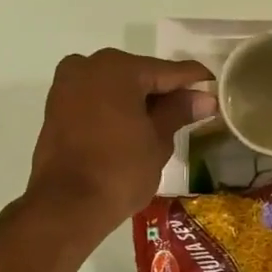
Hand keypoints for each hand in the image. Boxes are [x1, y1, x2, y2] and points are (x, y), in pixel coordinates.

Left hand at [26, 49, 212, 234]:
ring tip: (163, 121)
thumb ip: (179, 111)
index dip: (195, 80)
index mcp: (119, 68)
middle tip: (191, 109)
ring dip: (138, 98)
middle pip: (139, 74)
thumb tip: (205, 98)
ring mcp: (67, 85)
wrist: (66, 205)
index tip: (215, 88)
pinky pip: (95, 97)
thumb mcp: (158, 140)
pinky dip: (115, 107)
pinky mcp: (55, 106)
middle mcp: (89, 65)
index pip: (168, 70)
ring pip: (114, 85)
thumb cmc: (120, 170)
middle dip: (163, 90)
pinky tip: (133, 125)